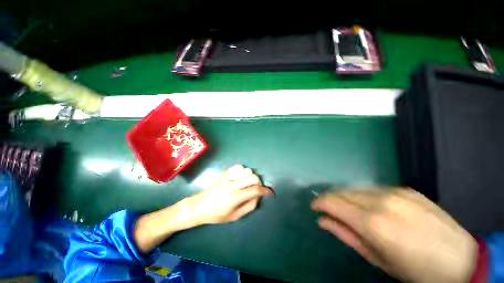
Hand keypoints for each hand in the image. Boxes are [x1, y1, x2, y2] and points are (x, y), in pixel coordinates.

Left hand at [134, 165, 271, 253]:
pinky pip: (238, 167)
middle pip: (253, 177)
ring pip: (247, 171)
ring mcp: (227, 177)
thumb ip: (249, 206)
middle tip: (257, 189)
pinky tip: (241, 177)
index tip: (271, 193)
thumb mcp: (234, 217)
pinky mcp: (224, 173)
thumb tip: (258, 197)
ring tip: (248, 184)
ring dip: (251, 177)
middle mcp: (232, 185)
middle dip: (259, 183)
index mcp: (234, 198)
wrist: (198, 206)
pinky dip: (243, 171)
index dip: (266, 191)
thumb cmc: (216, 215)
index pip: (255, 190)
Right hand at [312, 188, 476, 282]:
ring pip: (357, 188)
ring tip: (348, 208)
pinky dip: (364, 195)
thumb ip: (346, 235)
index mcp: (374, 223)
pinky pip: (374, 189)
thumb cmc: (415, 271)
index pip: (333, 202)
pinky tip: (370, 206)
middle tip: (329, 209)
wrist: (461, 260)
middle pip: (343, 192)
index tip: (314, 206)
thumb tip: (323, 220)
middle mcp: (381, 201)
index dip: (320, 202)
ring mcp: (396, 192)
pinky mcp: (406, 189)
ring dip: (346, 196)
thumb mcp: (377, 259)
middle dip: (331, 199)